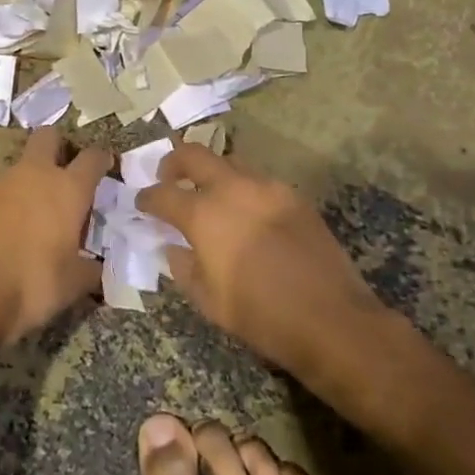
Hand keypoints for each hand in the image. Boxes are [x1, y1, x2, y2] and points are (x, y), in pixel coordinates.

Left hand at [0, 127, 110, 346]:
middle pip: (48, 136)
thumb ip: (91, 268)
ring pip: (20, 163)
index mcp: (68, 188)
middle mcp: (35, 173)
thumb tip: (98, 268)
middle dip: (57, 146)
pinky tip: (5, 227)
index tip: (105, 166)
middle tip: (64, 172)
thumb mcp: (74, 283)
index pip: (92, 158)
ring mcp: (1, 180)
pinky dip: (5, 200)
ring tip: (33, 211)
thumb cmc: (35, 282)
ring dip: (29, 178)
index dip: (101, 159)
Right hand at [138, 142, 396, 384]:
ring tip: (210, 198)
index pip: (162, 194)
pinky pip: (258, 182)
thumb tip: (174, 246)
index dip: (147, 198)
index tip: (142, 204)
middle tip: (168, 179)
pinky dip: (242, 190)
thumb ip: (183, 267)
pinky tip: (247, 215)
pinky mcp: (294, 196)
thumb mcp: (208, 301)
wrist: (332, 320)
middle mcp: (232, 188)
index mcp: (204, 213)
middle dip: (173, 163)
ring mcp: (267, 187)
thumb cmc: (261, 316)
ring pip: (228, 163)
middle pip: (193, 154)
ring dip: (211, 175)